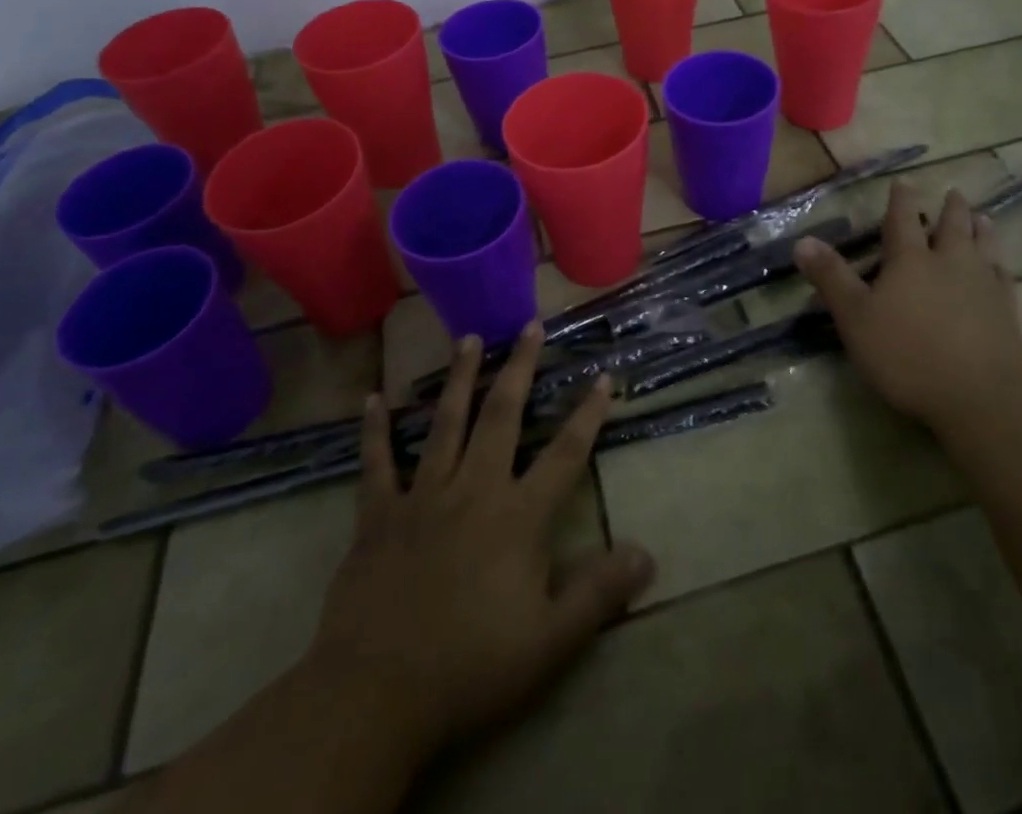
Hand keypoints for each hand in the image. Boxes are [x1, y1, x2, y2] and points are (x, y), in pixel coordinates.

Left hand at [308, 326, 653, 767]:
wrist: (375, 696)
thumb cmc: (471, 668)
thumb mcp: (549, 642)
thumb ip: (598, 594)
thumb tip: (647, 555)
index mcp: (517, 517)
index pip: (564, 454)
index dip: (588, 414)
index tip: (602, 376)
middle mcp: (473, 490)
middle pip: (502, 416)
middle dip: (520, 367)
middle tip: (529, 325)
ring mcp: (422, 497)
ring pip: (446, 423)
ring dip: (460, 378)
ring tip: (470, 338)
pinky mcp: (378, 515)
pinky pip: (377, 463)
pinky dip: (376, 430)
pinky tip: (374, 398)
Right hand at [794, 182, 1021, 428]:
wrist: (981, 396)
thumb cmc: (907, 355)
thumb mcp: (855, 318)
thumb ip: (831, 278)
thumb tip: (802, 241)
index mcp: (910, 260)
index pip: (903, 219)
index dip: (901, 200)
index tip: (904, 182)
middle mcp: (950, 262)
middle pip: (952, 226)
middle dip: (950, 208)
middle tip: (954, 193)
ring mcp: (983, 285)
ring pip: (984, 246)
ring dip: (981, 229)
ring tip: (983, 217)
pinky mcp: (1008, 312)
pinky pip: (1005, 278)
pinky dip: (1000, 266)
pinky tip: (1001, 268)